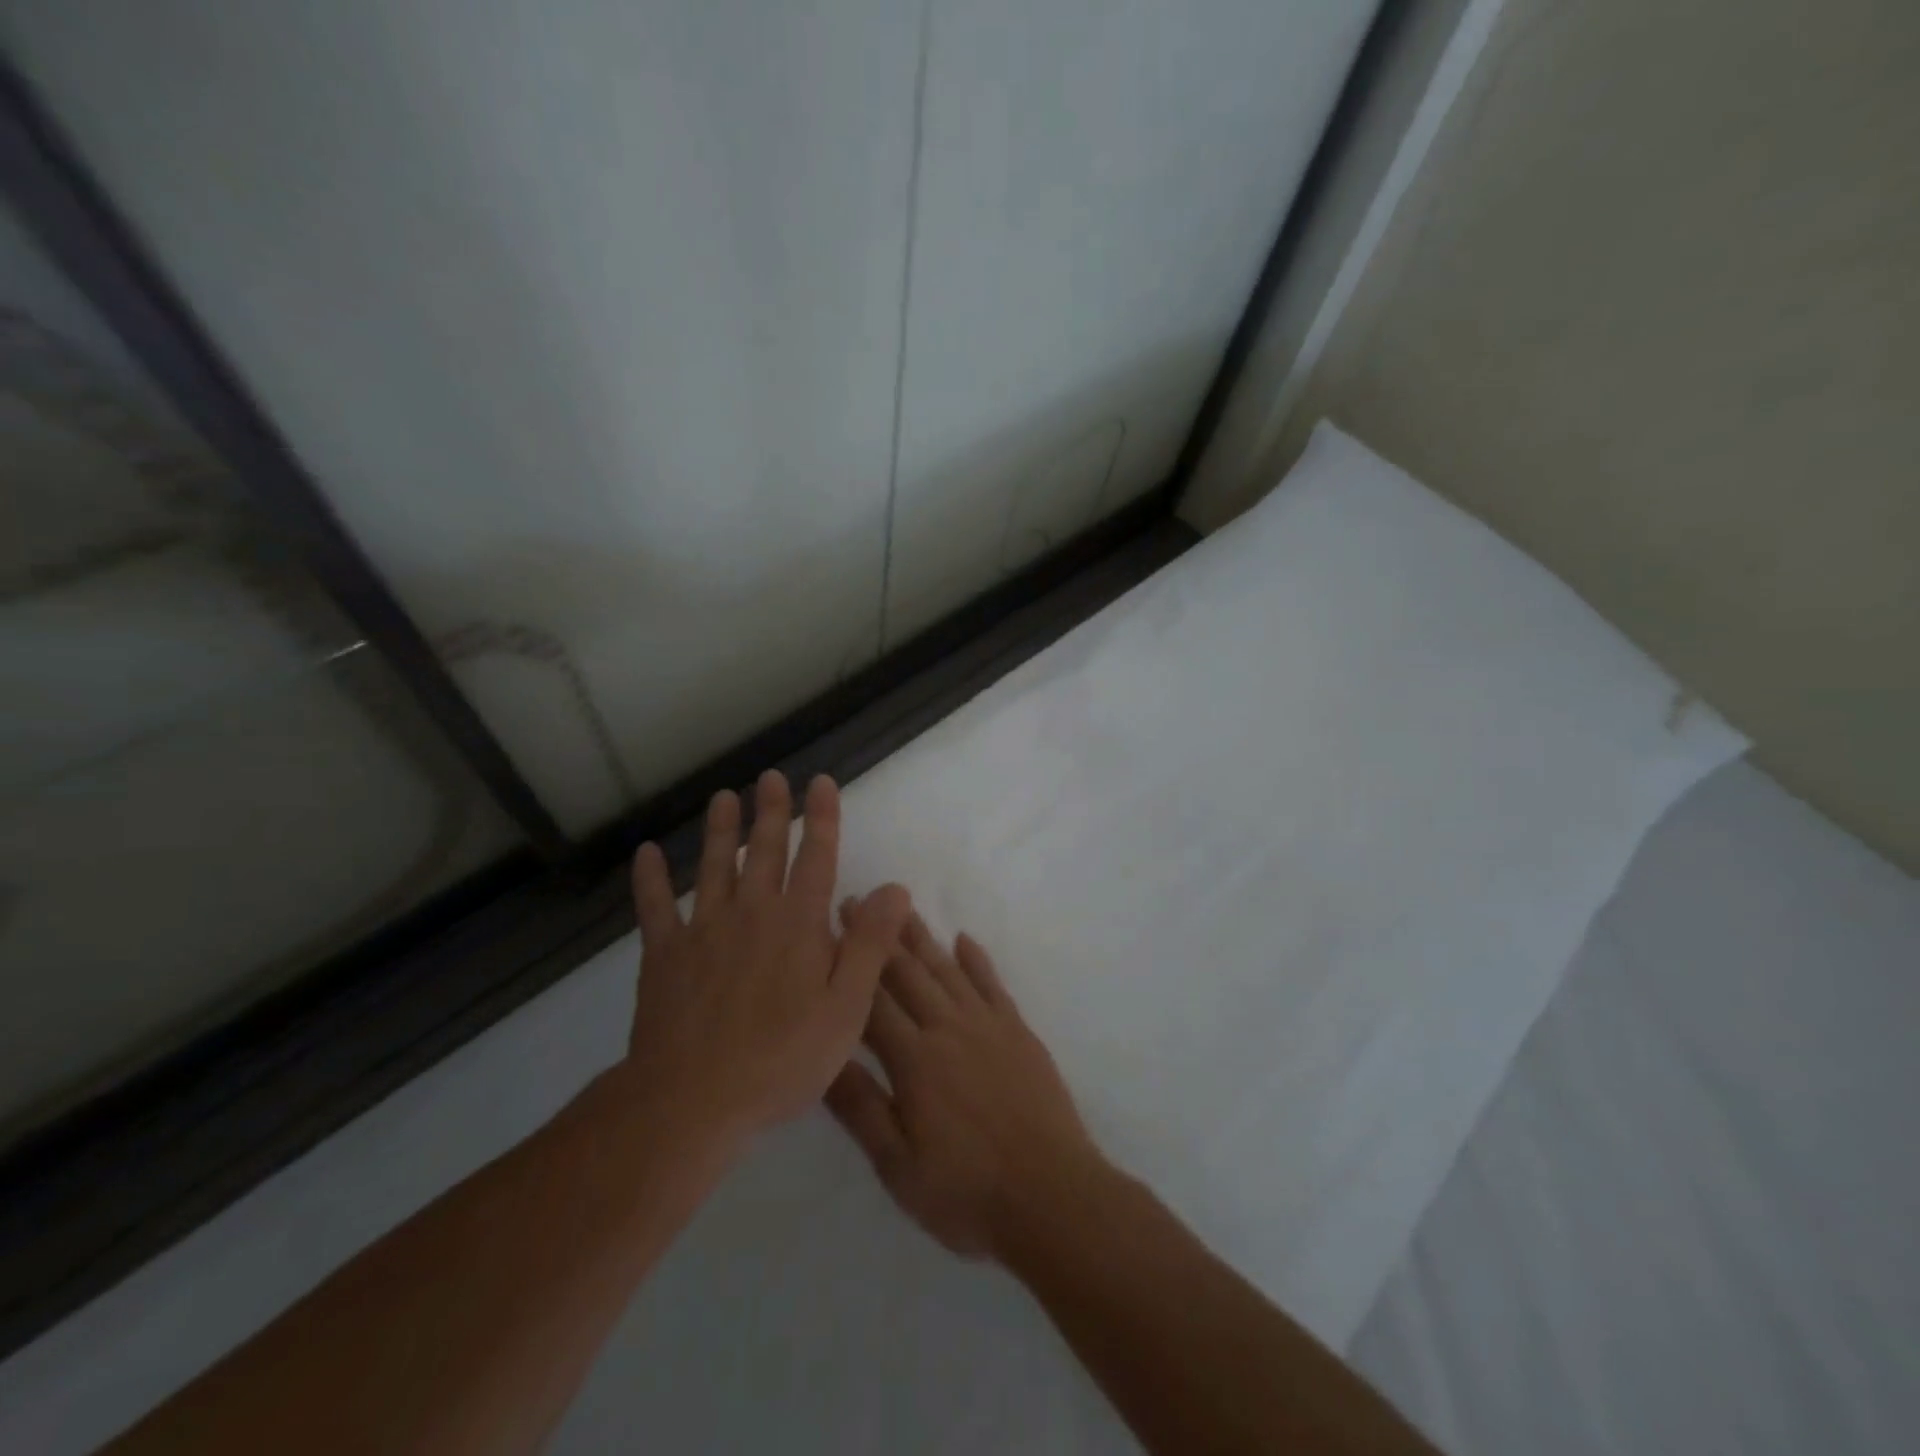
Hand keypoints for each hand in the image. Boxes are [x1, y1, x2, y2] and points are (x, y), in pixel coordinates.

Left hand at [625, 770, 911, 1140]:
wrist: (693, 1100)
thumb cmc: (782, 1058)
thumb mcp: (846, 1007)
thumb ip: (870, 944)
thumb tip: (894, 889)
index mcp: (797, 923)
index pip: (816, 857)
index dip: (821, 817)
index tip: (820, 782)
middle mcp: (752, 912)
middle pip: (763, 851)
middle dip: (771, 812)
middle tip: (770, 777)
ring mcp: (703, 930)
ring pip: (713, 867)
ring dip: (719, 831)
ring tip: (723, 798)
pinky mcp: (665, 955)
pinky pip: (654, 907)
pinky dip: (649, 879)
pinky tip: (646, 853)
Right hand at [824, 912, 1104, 1260]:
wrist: (1052, 1196)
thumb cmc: (967, 1191)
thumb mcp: (898, 1166)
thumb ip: (860, 1108)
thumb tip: (820, 1056)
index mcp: (914, 1060)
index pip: (872, 1000)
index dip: (850, 963)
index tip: (831, 928)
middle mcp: (948, 1028)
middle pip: (908, 973)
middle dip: (879, 937)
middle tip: (859, 901)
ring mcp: (988, 1025)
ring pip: (947, 970)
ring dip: (922, 937)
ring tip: (902, 908)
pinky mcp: (1018, 1031)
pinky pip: (992, 984)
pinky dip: (977, 959)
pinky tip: (964, 939)